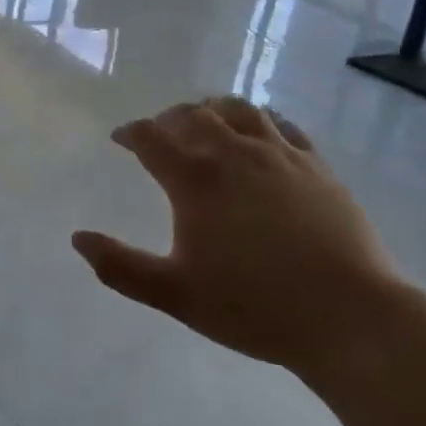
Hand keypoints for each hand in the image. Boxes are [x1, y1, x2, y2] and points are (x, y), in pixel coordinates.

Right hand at [72, 97, 399, 375]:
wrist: (347, 316)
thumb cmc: (254, 306)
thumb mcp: (177, 294)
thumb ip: (122, 267)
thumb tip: (77, 239)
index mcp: (195, 178)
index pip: (151, 137)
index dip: (131, 133)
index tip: (121, 138)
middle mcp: (232, 152)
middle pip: (192, 115)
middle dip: (168, 119)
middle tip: (160, 132)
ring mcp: (278, 153)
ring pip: (237, 110)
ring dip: (212, 109)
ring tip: (206, 118)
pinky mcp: (314, 163)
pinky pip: (282, 125)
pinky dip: (261, 119)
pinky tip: (260, 130)